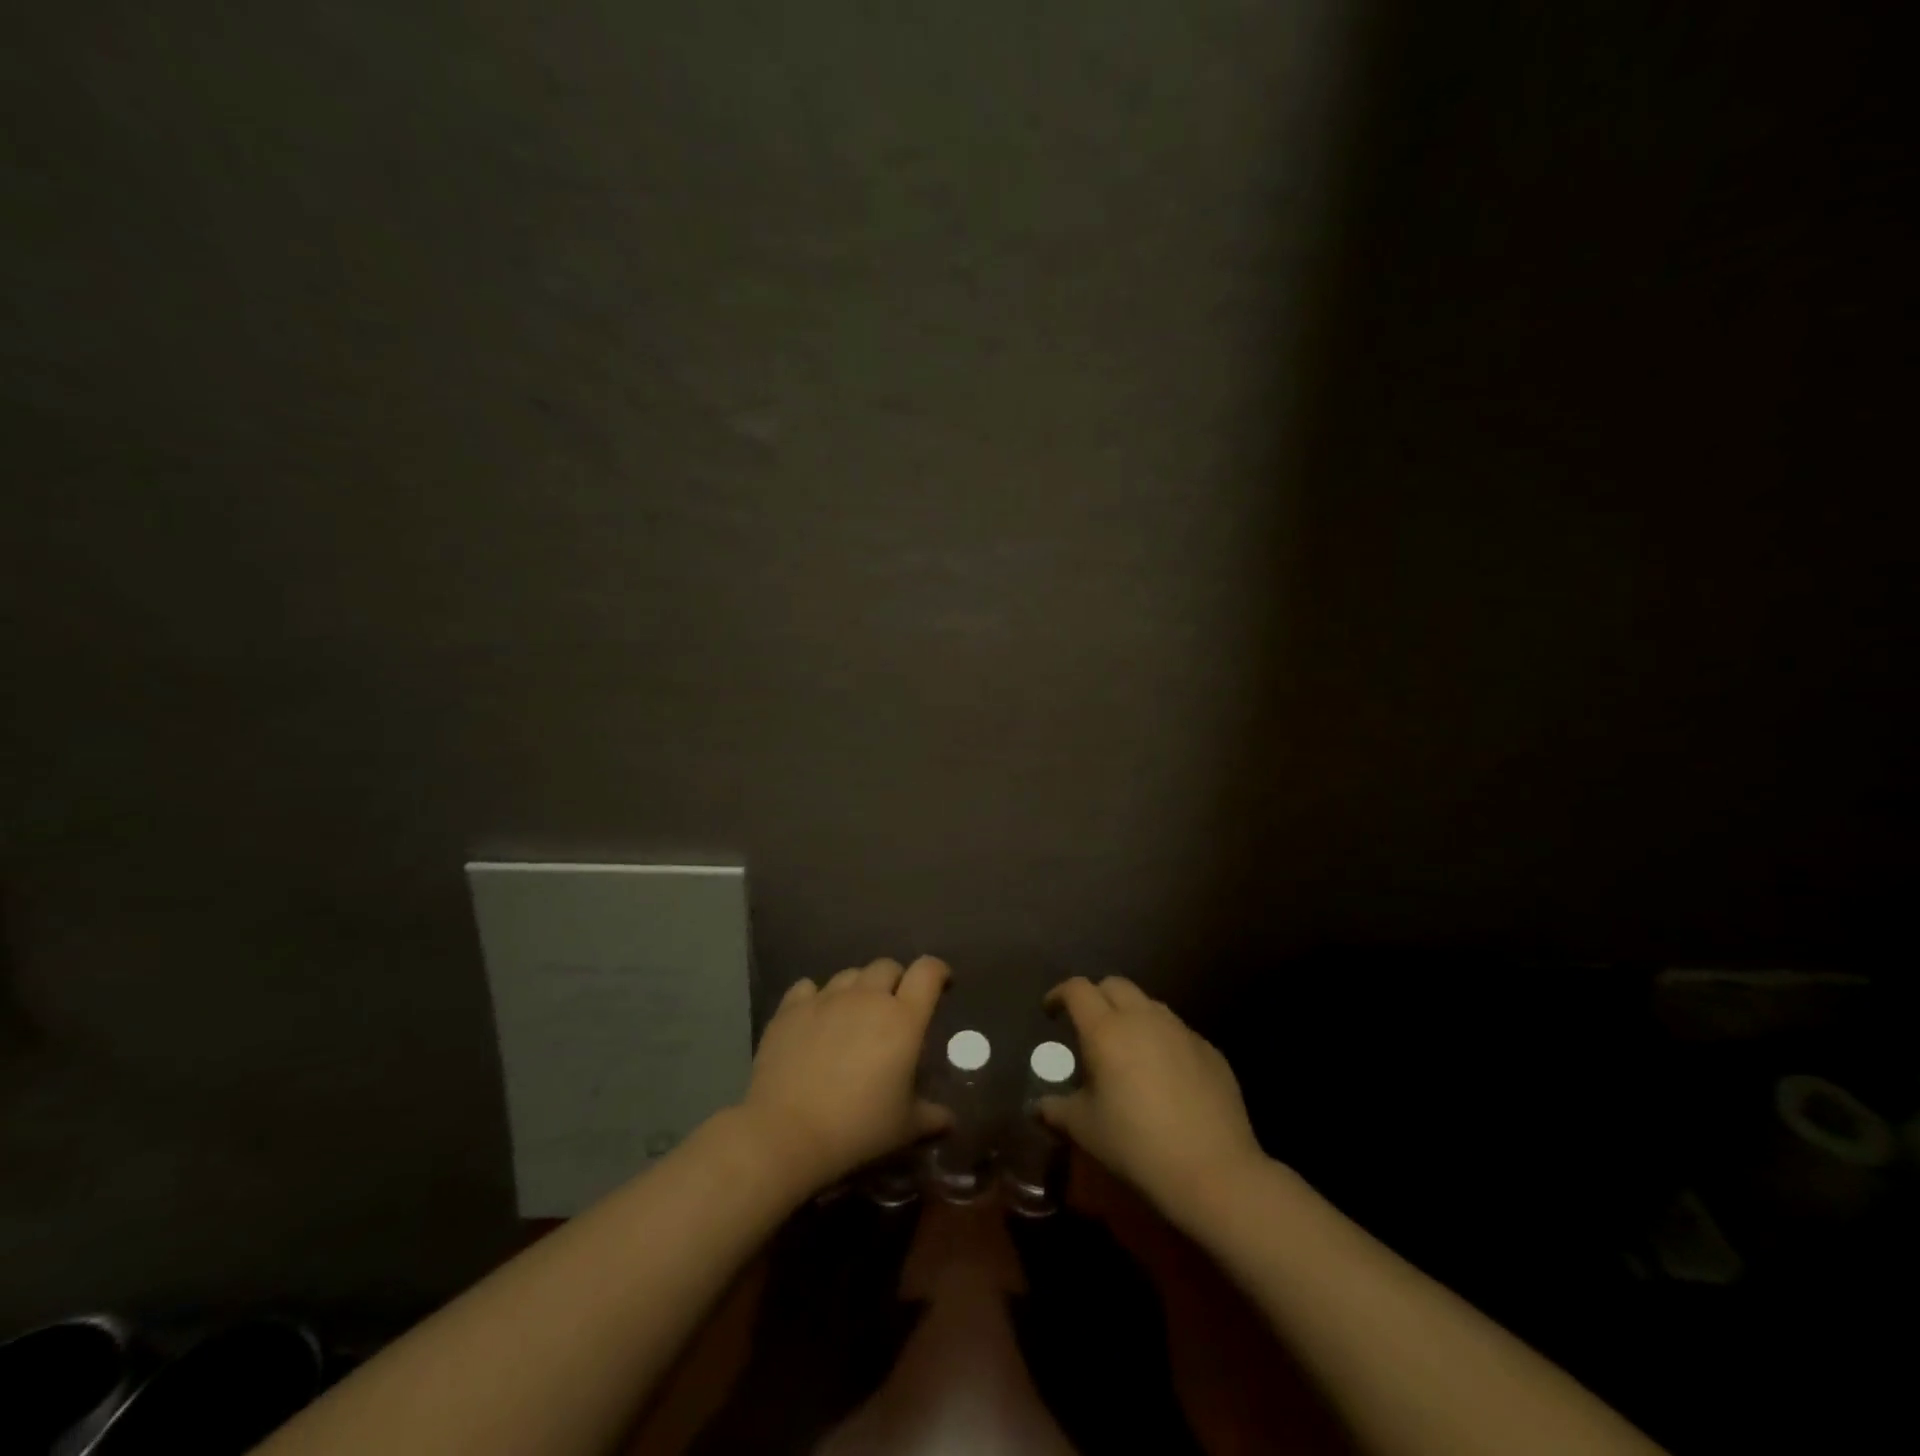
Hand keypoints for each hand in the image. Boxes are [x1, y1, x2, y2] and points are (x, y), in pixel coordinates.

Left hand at [739, 956, 951, 1189]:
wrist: (787, 1133)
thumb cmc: (857, 1128)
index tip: (941, 985)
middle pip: (887, 966)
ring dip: (859, 988)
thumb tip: (950, 1121)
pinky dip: (817, 997)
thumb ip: (931, 1117)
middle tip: (894, 1008)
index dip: (938, 972)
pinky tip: (815, 1017)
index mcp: (903, 1018)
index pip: (927, 971)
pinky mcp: (791, 1009)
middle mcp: (866, 997)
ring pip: (850, 974)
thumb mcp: (904, 1128)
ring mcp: (826, 999)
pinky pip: (808, 987)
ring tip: (854, 1014)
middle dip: (896, 981)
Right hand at [1040, 976, 1265, 1221]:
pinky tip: (1162, 1074)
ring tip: (1125, 1048)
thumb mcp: (1085, 1130)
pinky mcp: (1209, 1050)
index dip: (1059, 994)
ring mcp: (1180, 1031)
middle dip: (1096, 997)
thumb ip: (1056, 1111)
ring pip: (1148, 1004)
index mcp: (1106, 1030)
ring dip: (1130, 1015)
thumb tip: (1037, 1107)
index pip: (1077, 989)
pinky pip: (1177, 1031)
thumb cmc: (1136, 1145)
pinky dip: (1160, 1039)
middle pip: (1114, 985)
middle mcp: (1143, 1018)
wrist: (1213, 1171)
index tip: (1051, 1012)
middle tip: (1087, 1025)